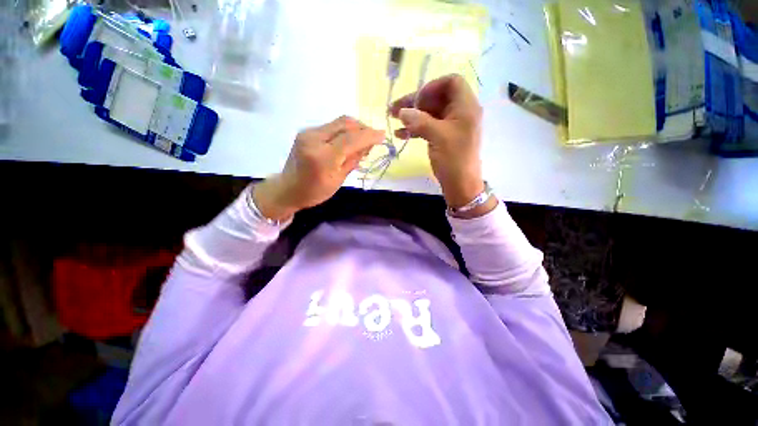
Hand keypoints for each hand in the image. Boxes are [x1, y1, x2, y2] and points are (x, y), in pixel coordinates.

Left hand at [253, 116, 383, 220]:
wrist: (288, 189)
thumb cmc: (315, 192)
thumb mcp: (339, 180)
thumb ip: (353, 160)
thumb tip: (367, 145)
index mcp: (322, 157)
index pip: (350, 139)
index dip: (369, 135)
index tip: (383, 135)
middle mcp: (313, 138)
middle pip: (345, 123)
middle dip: (363, 128)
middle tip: (373, 139)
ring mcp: (308, 132)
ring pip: (339, 122)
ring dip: (354, 129)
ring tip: (362, 142)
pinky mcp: (307, 131)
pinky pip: (332, 126)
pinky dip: (344, 131)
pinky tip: (348, 141)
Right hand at [389, 74, 484, 208]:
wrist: (461, 185)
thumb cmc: (454, 159)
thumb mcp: (438, 137)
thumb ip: (420, 121)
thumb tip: (403, 111)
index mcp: (465, 106)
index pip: (451, 82)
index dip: (432, 87)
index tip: (416, 101)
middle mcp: (460, 112)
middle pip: (437, 98)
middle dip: (416, 102)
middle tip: (395, 109)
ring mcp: (451, 126)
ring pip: (430, 113)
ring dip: (412, 115)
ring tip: (393, 118)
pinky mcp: (443, 137)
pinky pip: (428, 127)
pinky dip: (415, 128)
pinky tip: (400, 134)